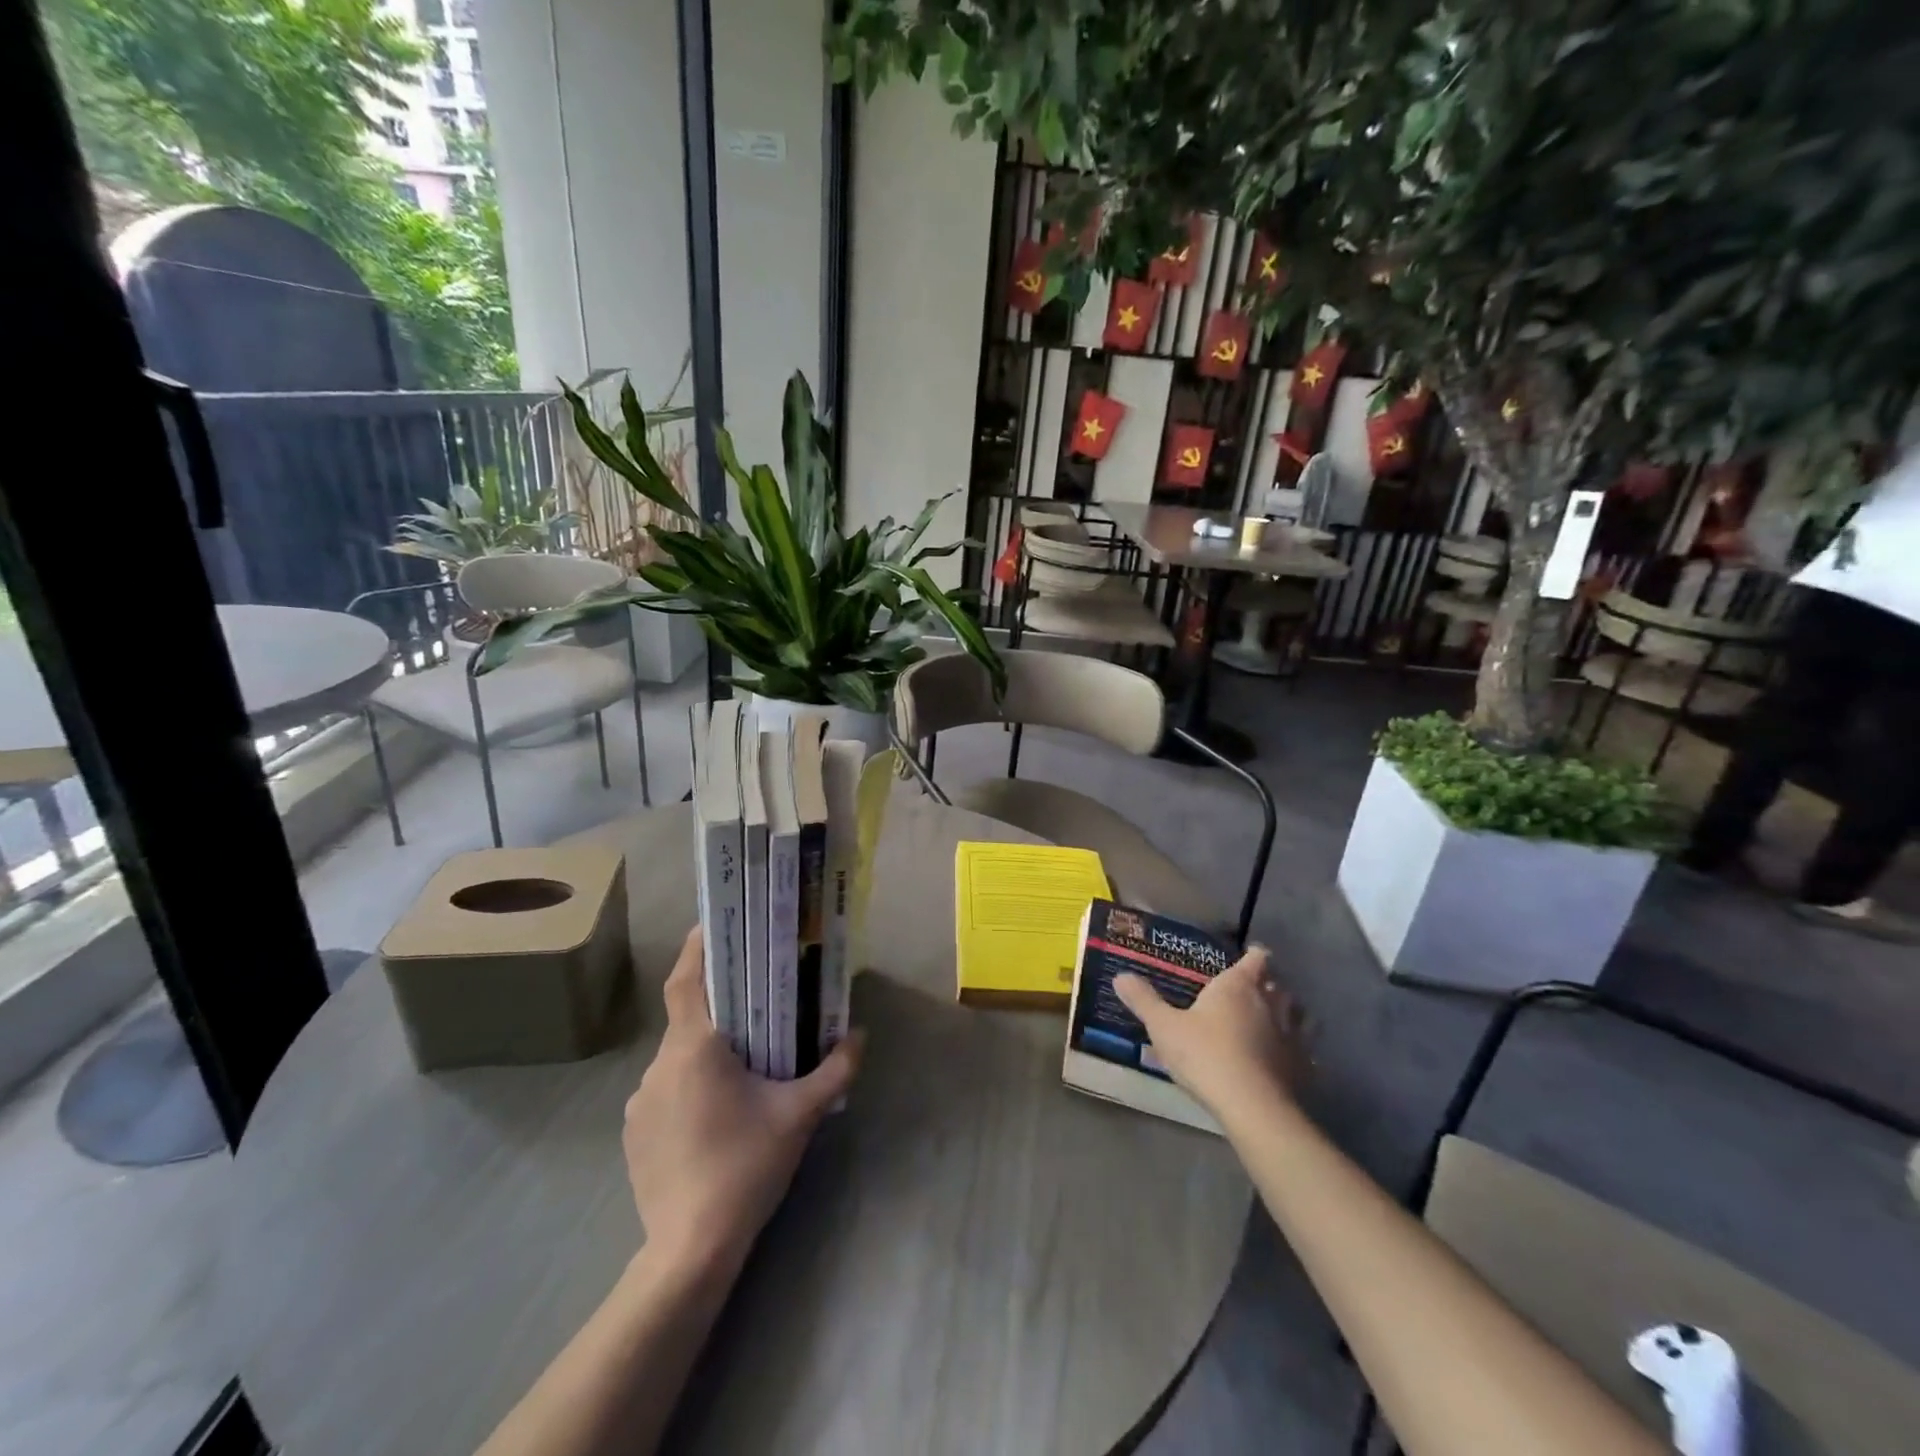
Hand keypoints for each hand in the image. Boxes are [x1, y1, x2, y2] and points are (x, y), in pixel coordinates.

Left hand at [623, 926, 862, 1274]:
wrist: (689, 1250)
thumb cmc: (745, 1167)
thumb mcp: (800, 1115)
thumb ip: (835, 1070)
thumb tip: (859, 1035)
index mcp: (694, 1049)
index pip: (686, 981)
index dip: (696, 948)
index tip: (715, 924)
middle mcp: (659, 1066)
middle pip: (687, 1017)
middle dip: (719, 1006)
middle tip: (755, 1001)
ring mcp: (639, 1102)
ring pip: (678, 1057)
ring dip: (706, 1051)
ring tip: (742, 1065)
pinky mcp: (634, 1132)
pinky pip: (666, 1089)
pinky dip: (690, 1084)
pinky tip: (716, 1113)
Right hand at [1114, 946, 1305, 1122]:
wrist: (1252, 1106)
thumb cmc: (1205, 1055)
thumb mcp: (1164, 1027)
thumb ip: (1144, 1000)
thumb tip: (1120, 975)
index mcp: (1238, 985)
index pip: (1256, 958)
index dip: (1255, 955)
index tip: (1250, 955)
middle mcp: (1271, 1003)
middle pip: (1279, 985)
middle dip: (1270, 985)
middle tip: (1255, 991)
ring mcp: (1293, 1035)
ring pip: (1300, 1015)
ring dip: (1291, 1014)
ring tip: (1277, 1022)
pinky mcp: (1304, 1067)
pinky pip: (1307, 1051)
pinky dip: (1299, 1051)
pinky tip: (1288, 1060)